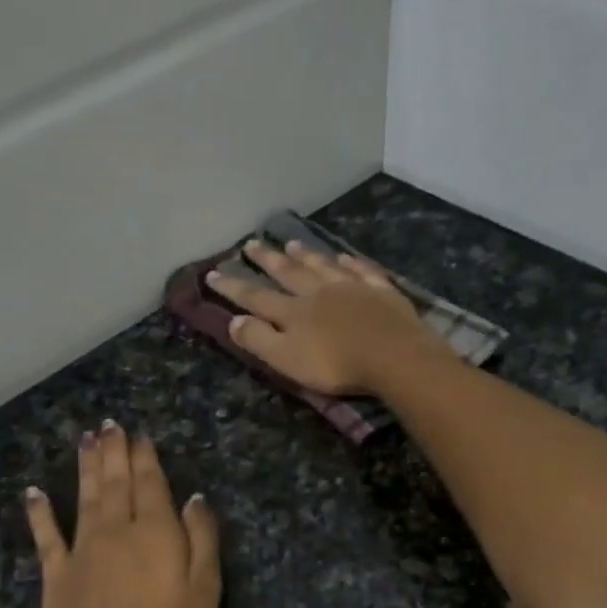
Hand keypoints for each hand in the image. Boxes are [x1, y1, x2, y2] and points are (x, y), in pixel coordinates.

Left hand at [22, 423, 220, 607]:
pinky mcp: (57, 574)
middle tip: (109, 424)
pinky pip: (46, 535)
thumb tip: (194, 498)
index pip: (150, 484)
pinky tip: (33, 492)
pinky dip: (39, 511)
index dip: (145, 457)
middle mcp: (116, 530)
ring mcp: (82, 550)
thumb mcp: (205, 592)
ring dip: (85, 466)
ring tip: (85, 439)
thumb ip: (201, 540)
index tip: (139, 435)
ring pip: (84, 497)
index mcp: (154, 532)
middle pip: (115, 482)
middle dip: (114, 451)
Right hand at [206, 238, 447, 396]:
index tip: (213, 273)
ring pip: (323, 265)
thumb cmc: (336, 365)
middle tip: (251, 243)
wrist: (393, 355)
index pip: (256, 296)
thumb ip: (259, 340)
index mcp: (293, 311)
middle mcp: (318, 292)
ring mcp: (352, 287)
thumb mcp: (287, 360)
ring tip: (293, 242)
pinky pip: (362, 270)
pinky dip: (350, 262)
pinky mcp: (381, 291)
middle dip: (267, 259)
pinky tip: (345, 257)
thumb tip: (233, 321)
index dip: (233, 287)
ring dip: (306, 254)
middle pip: (288, 272)